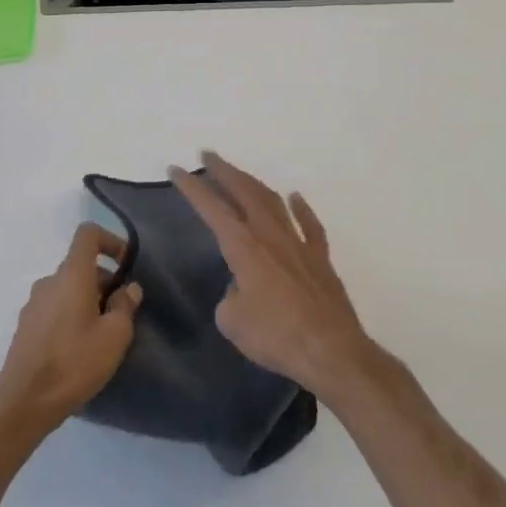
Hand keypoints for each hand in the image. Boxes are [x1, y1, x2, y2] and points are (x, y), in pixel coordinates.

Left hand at [0, 225, 141, 435]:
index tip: (126, 265)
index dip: (110, 240)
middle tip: (122, 314)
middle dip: (105, 282)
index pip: (88, 234)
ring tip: (102, 336)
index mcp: (71, 275)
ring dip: (89, 302)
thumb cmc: (74, 362)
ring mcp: (33, 304)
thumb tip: (128, 288)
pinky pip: (55, 308)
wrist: (24, 403)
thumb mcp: (114, 336)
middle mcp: (49, 281)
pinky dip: (71, 316)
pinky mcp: (26, 327)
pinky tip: (79, 350)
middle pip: (80, 266)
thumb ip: (125, 306)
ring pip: (68, 289)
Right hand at [170, 152, 378, 402]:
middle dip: (223, 170)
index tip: (175, 169)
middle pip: (243, 191)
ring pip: (273, 201)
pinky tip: (295, 198)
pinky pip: (310, 225)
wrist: (330, 351)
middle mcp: (269, 235)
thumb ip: (230, 297)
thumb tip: (240, 290)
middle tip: (207, 155)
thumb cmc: (275, 335)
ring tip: (239, 174)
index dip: (191, 186)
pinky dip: (301, 208)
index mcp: (243, 246)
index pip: (211, 207)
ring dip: (253, 183)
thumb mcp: (232, 321)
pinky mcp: (320, 259)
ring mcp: (298, 243)